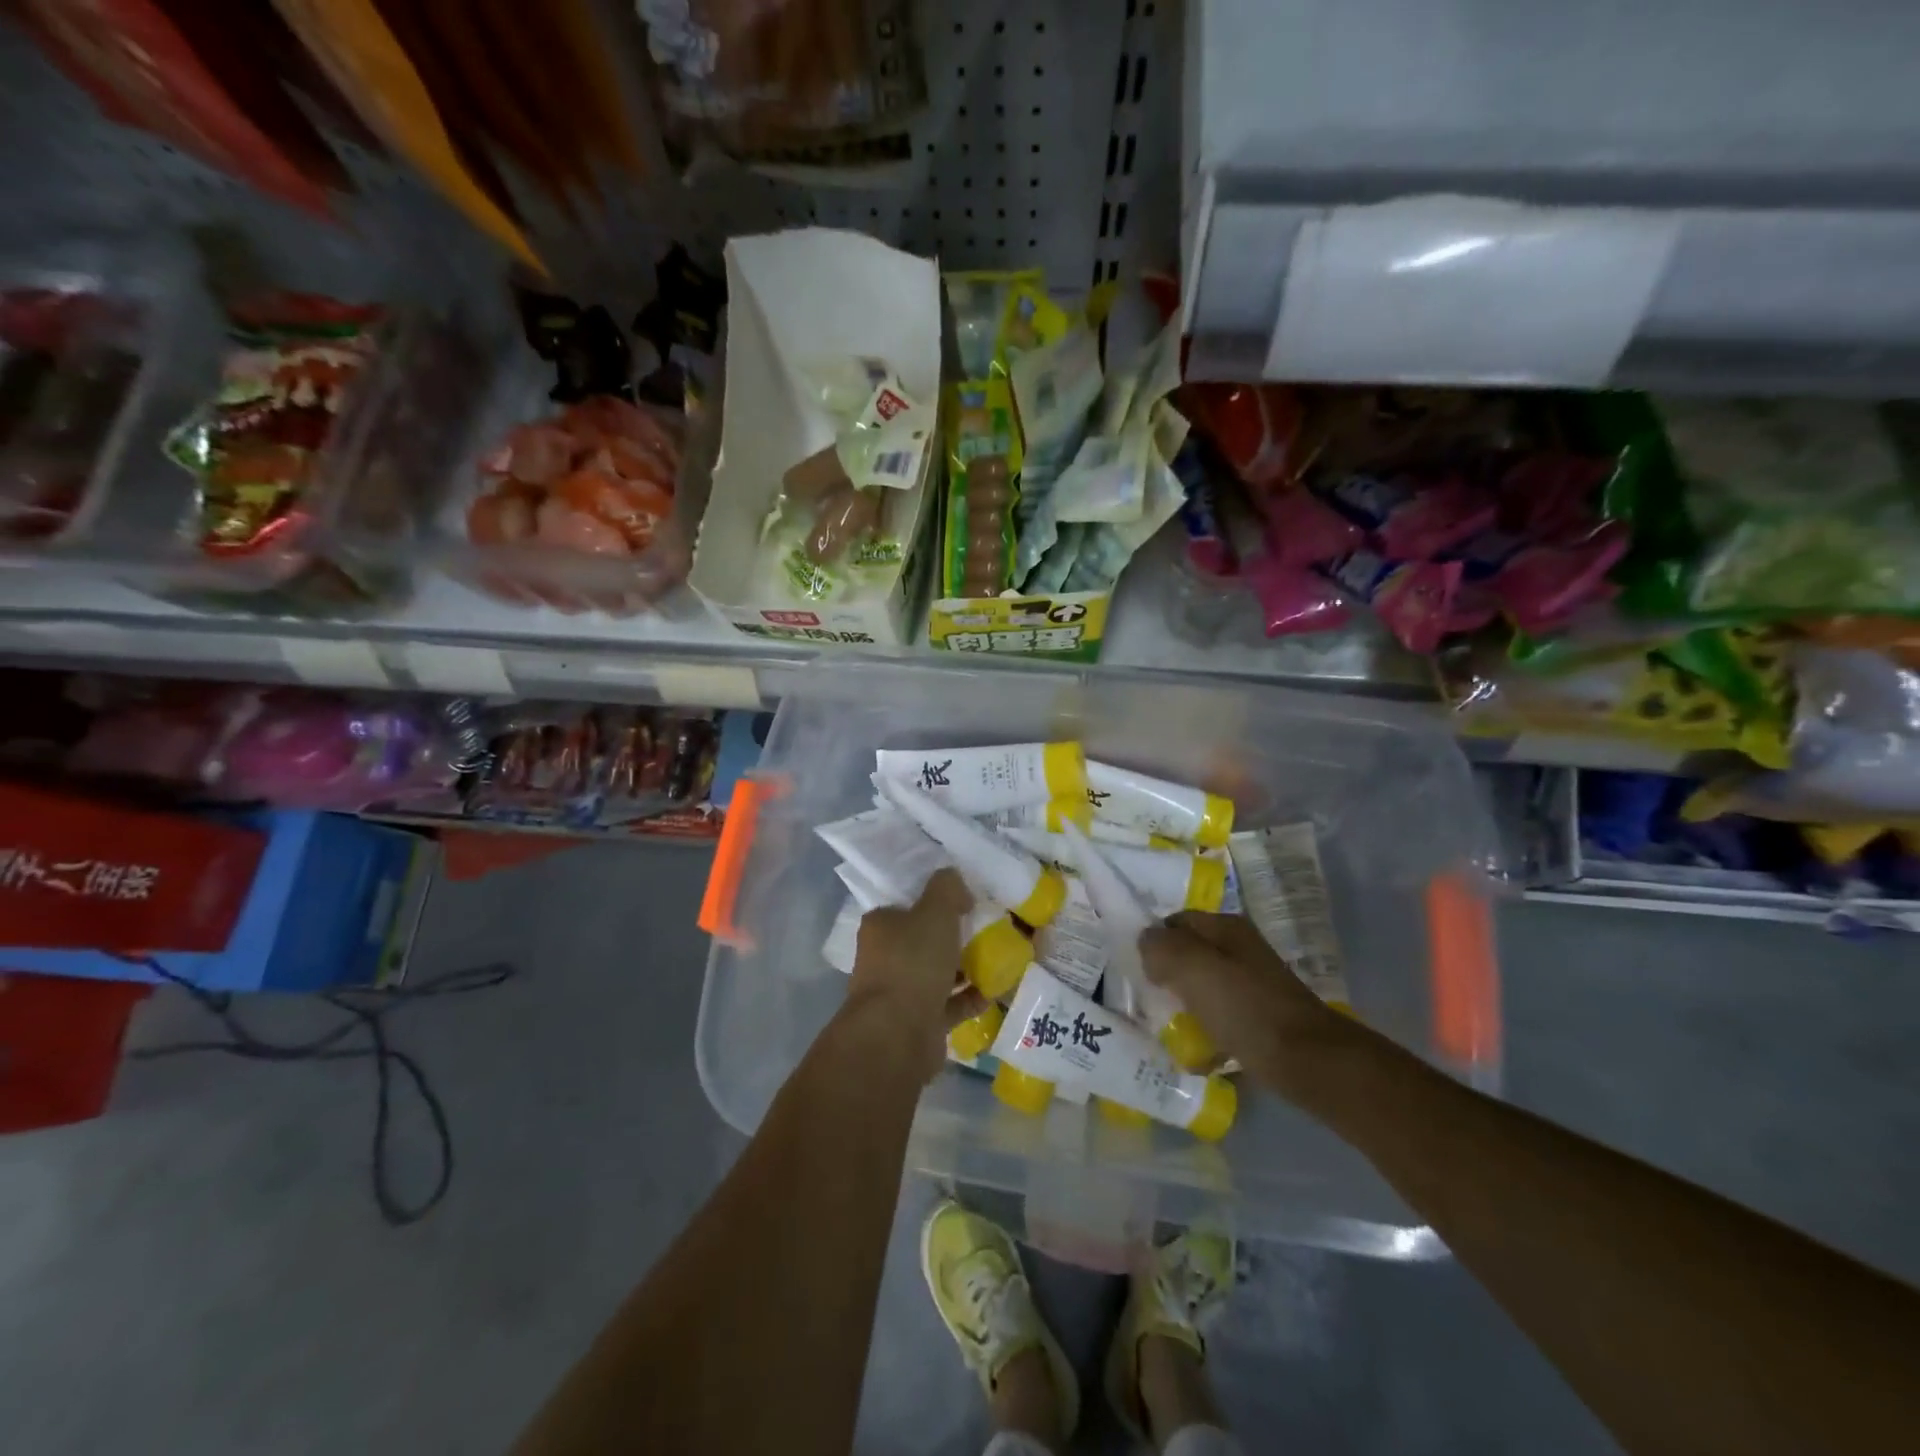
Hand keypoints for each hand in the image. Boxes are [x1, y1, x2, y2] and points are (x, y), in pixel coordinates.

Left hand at [845, 869, 989, 1082]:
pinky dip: (971, 997)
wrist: (899, 1034)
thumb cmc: (913, 962)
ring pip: (937, 973)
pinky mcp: (918, 1022)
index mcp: (880, 926)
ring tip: (998, 957)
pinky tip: (996, 990)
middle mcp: (884, 957)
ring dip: (964, 967)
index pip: (905, 904)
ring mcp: (900, 993)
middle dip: (953, 935)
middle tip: (987, 927)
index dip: (933, 899)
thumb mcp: (935, 910)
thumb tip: (956, 883)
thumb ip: (947, 888)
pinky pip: (950, 1004)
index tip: (964, 899)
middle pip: (923, 939)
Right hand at [1139, 911, 1354, 1100]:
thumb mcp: (1193, 968)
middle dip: (1166, 975)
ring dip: (1183, 1005)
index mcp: (1226, 928)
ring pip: (1202, 987)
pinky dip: (1206, 1032)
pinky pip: (1220, 1017)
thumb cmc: (1244, 1007)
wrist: (1307, 1061)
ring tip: (1166, 1028)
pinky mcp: (1259, 1017)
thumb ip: (1161, 947)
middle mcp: (1240, 949)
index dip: (1154, 941)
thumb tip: (1146, 942)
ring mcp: (1252, 984)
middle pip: (1188, 955)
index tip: (1137, 970)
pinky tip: (1196, 1053)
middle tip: (1148, 999)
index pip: (1175, 921)